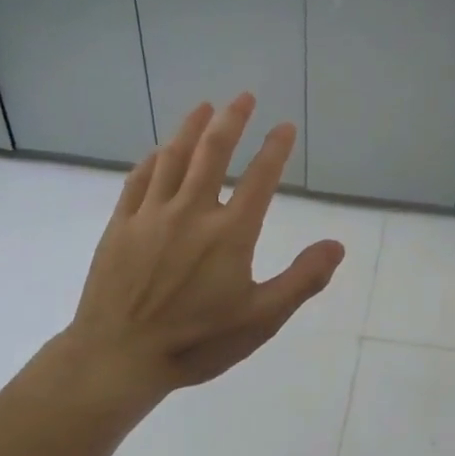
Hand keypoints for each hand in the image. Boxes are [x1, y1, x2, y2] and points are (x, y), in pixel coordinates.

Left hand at [55, 94, 344, 412]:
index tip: (285, 126)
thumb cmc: (196, 342)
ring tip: (204, 107)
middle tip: (243, 97)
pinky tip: (159, 151)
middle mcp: (191, 212)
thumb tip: (337, 245)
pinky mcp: (121, 226)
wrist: (117, 358)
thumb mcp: (261, 319)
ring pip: (173, 158)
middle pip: (213, 152)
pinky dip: (153, 160)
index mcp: (230, 232)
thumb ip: (302, 279)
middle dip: (231, 120)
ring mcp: (151, 215)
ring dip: (191, 128)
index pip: (260, 178)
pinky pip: (138, 180)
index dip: (275, 148)